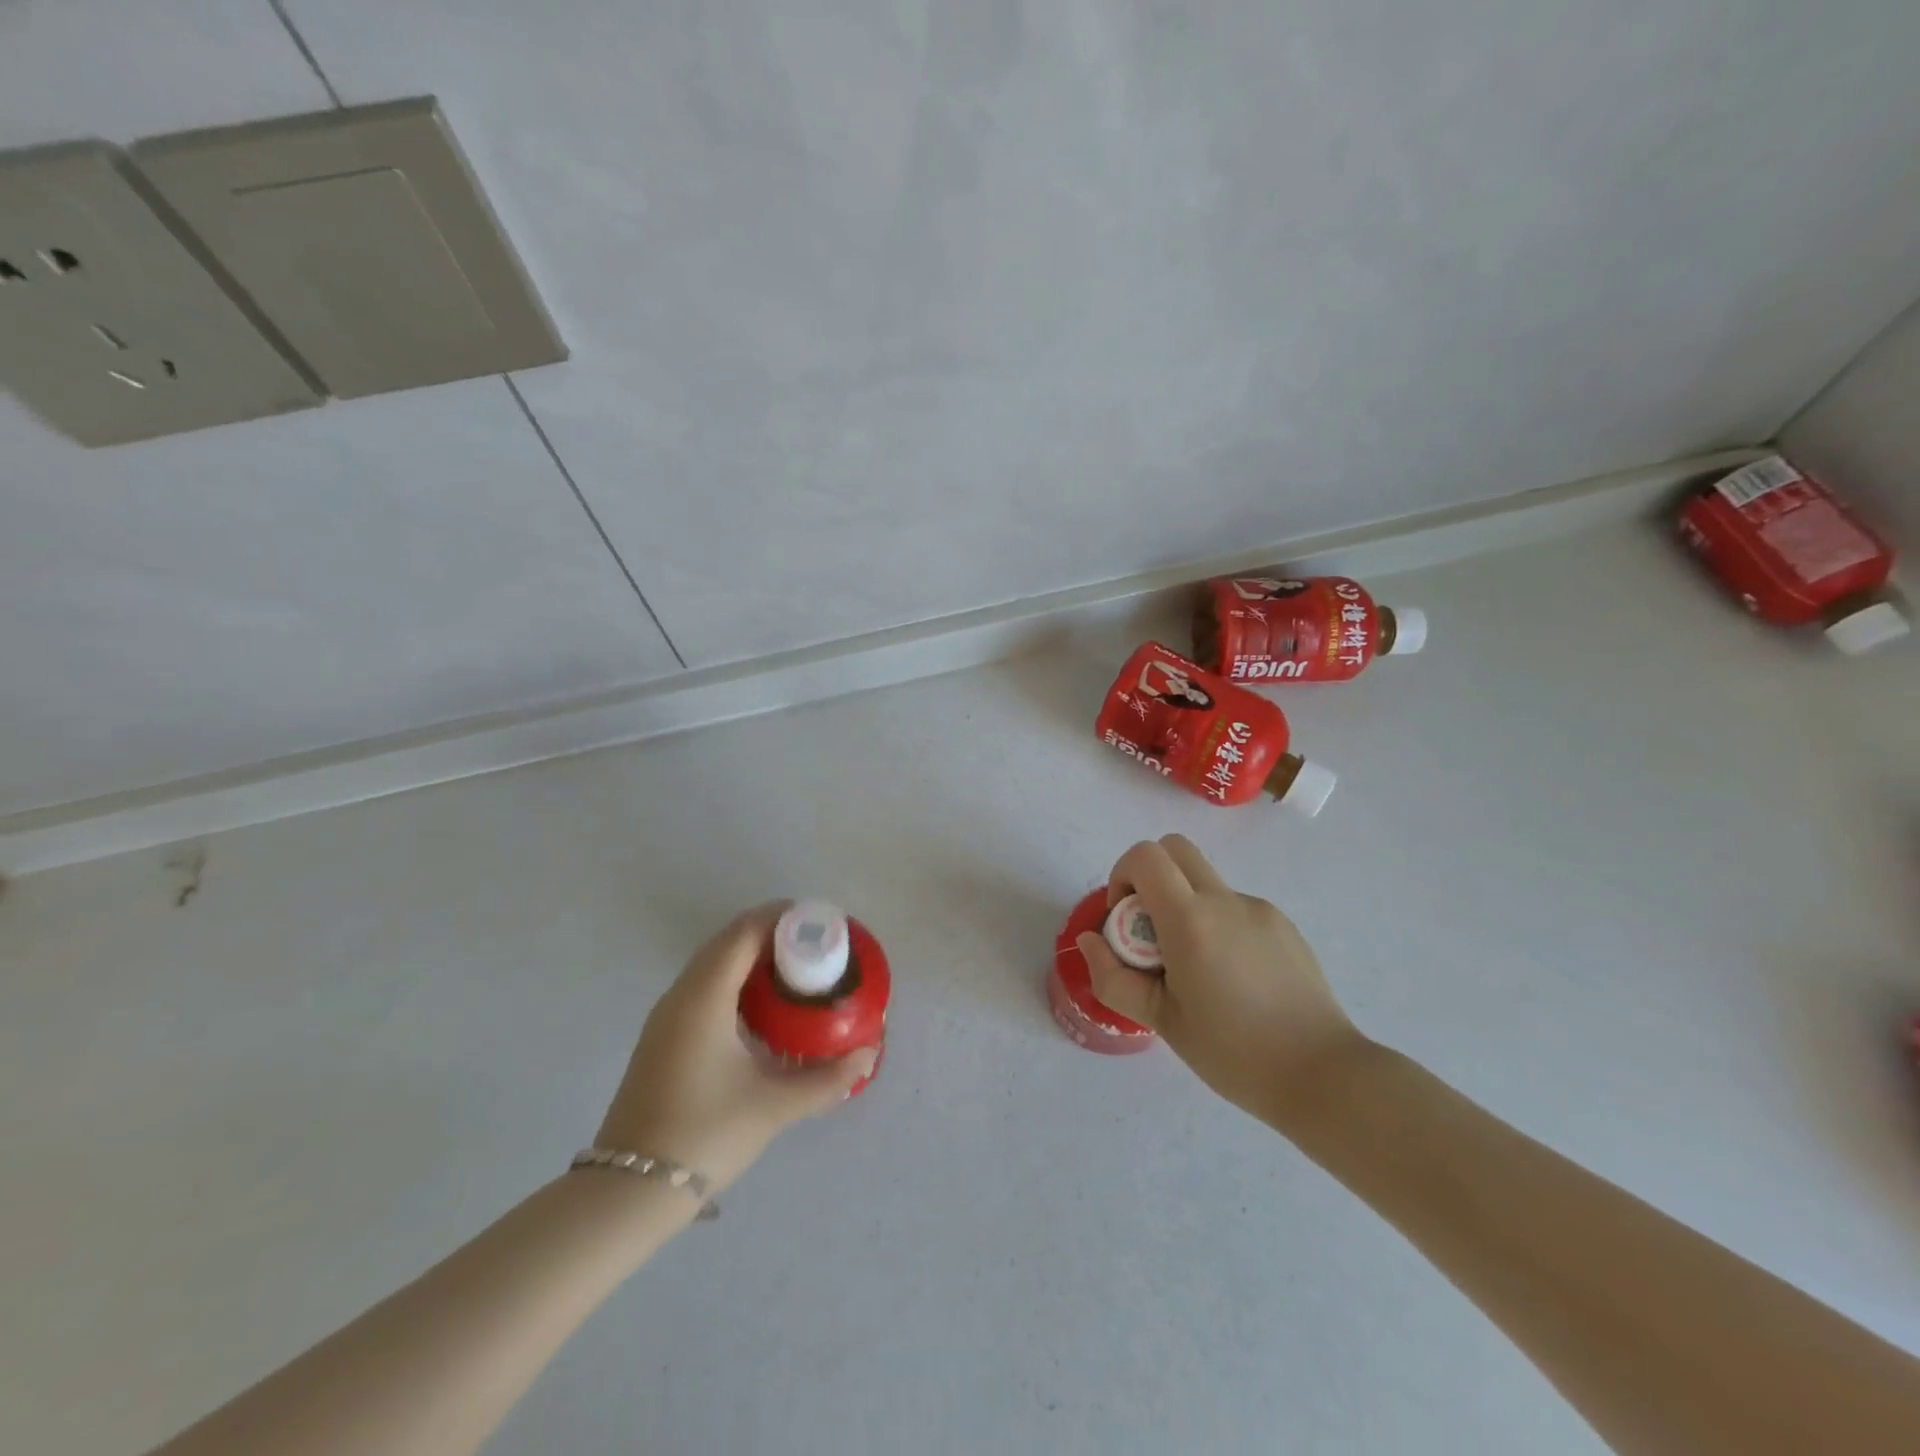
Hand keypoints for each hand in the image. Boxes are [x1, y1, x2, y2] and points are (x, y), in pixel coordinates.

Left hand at [595, 903, 876, 1192]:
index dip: (781, 917)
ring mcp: (667, 1017)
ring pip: (713, 964)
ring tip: (795, 970)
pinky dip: (735, 979)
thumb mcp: (773, 1105)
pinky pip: (703, 986)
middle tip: (815, 944)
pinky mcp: (664, 1037)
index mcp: (704, 997)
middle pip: (728, 941)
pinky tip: (761, 1008)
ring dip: (751, 956)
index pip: (744, 933)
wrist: (629, 1191)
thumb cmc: (705, 1134)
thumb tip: (869, 1055)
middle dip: (771, 933)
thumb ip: (827, 1079)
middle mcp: (681, 995)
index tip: (819, 921)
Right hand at [1076, 836, 1367, 1124]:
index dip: (1123, 876)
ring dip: (1185, 906)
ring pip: (1206, 881)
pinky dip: (1218, 925)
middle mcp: (1226, 901)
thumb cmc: (1233, 1053)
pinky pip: (1235, 907)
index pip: (1146, 856)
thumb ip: (1114, 977)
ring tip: (1198, 971)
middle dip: (1150, 877)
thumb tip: (1090, 941)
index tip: (1126, 922)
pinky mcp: (1284, 925)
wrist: (1324, 1075)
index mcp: (1191, 921)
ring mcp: (1260, 909)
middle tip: (1151, 931)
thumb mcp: (1161, 1021)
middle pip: (1175, 848)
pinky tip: (1233, 978)